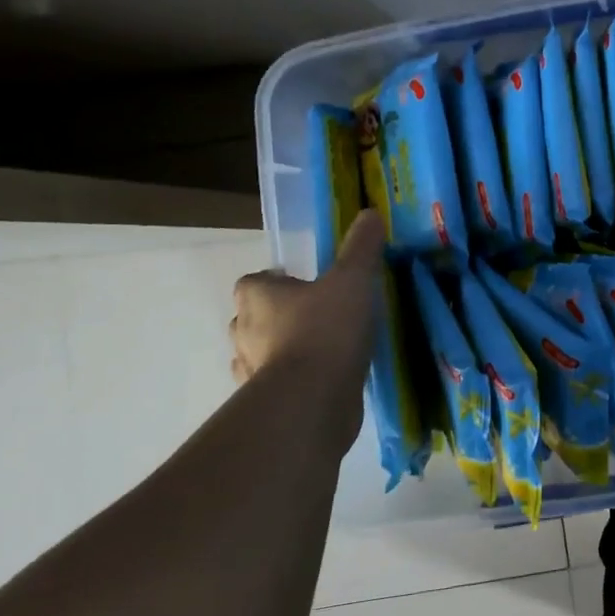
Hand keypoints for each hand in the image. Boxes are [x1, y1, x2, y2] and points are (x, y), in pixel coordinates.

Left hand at [229, 210, 384, 383]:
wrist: (312, 399)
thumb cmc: (326, 329)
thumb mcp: (353, 279)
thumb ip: (361, 247)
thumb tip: (369, 213)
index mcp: (258, 297)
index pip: (253, 282)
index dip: (275, 281)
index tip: (303, 283)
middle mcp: (244, 331)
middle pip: (252, 317)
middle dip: (277, 315)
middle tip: (316, 313)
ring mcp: (252, 370)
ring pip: (261, 352)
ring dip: (282, 349)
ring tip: (321, 347)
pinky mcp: (267, 402)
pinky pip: (277, 383)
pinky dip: (293, 379)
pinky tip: (321, 377)